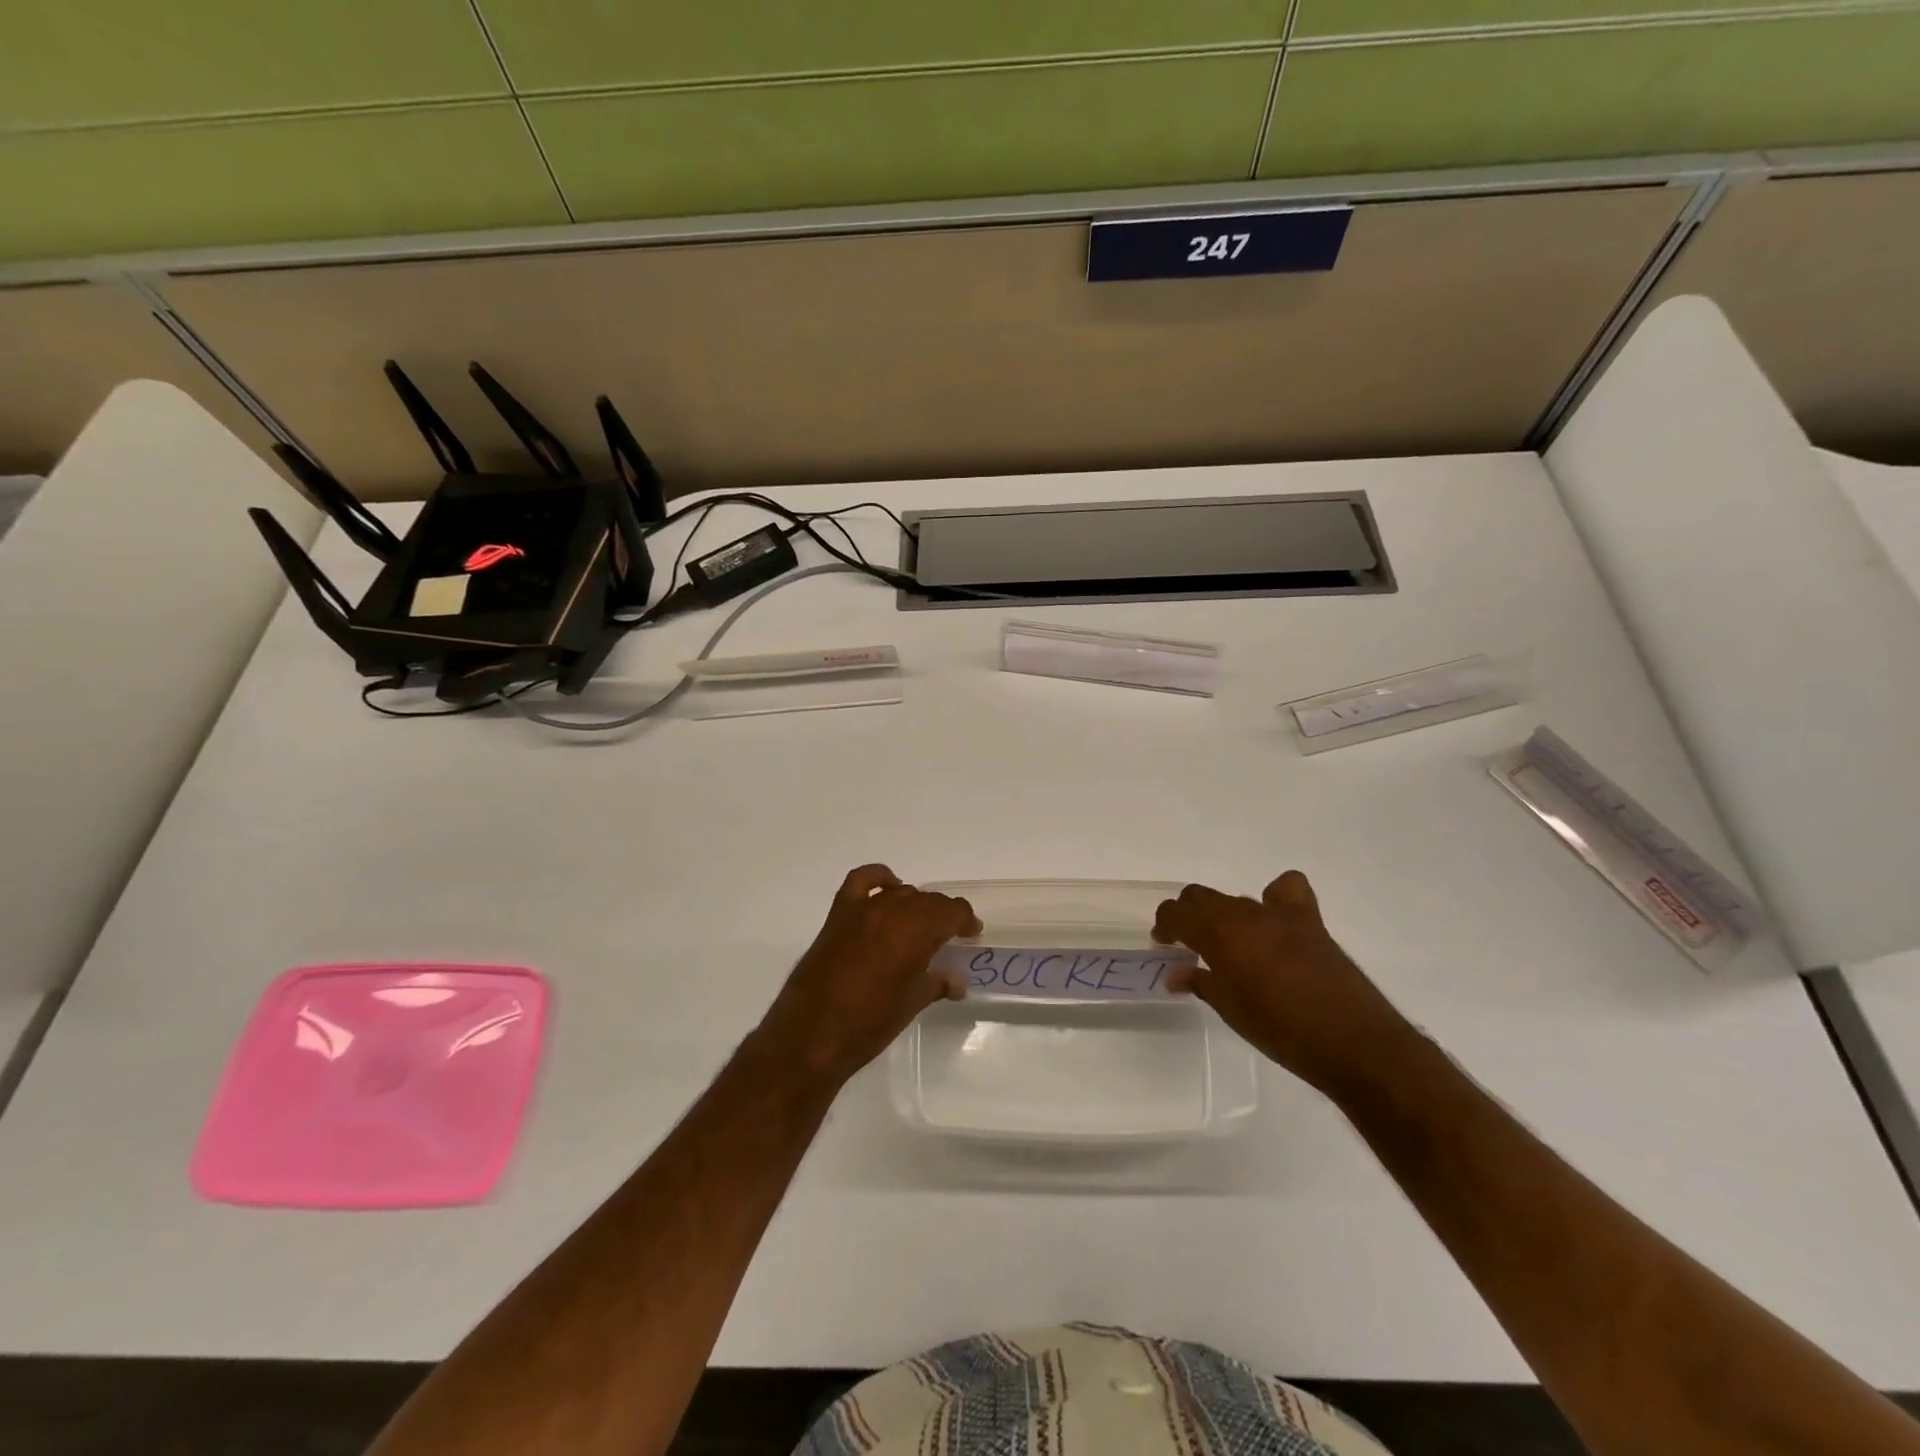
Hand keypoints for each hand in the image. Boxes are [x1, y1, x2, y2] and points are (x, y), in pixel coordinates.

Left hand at [754, 865, 978, 1086]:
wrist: (811, 1036)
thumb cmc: (869, 1025)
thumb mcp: (911, 1005)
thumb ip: (936, 984)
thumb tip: (957, 980)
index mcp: (915, 932)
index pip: (952, 911)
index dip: (966, 921)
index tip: (972, 934)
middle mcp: (892, 912)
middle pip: (928, 901)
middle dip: (944, 915)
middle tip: (950, 936)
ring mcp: (862, 910)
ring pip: (900, 893)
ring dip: (916, 905)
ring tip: (920, 925)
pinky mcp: (838, 915)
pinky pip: (861, 881)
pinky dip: (878, 878)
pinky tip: (888, 889)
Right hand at [1153, 871, 1412, 1095]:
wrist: (1352, 1042)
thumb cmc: (1280, 1031)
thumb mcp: (1231, 1010)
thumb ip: (1201, 983)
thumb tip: (1176, 974)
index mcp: (1218, 934)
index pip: (1176, 912)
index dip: (1165, 924)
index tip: (1164, 943)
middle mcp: (1244, 914)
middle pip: (1201, 896)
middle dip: (1188, 914)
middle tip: (1188, 943)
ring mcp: (1279, 914)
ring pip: (1236, 898)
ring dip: (1224, 914)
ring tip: (1229, 943)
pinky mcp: (1310, 921)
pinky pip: (1287, 889)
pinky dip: (1275, 896)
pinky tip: (1274, 920)